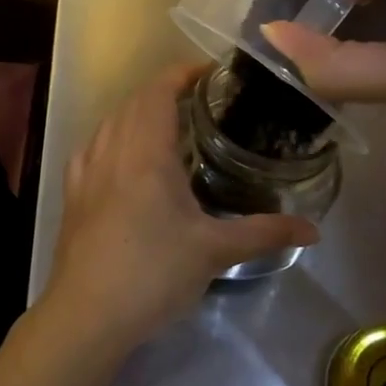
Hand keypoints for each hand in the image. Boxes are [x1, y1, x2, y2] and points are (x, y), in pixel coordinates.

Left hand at [41, 65, 316, 350]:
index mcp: (146, 151)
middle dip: (164, 91)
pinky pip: (91, 148)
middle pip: (134, 102)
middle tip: (199, 101)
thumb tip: (313, 229)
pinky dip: (111, 137)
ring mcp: (86, 170)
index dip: (182, 73)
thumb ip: (264, 232)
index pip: (159, 91)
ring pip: (110, 122)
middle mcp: (112, 149)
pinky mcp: (72, 193)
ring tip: (166, 126)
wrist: (88, 313)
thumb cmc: (154, 272)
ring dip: (137, 112)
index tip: (210, 72)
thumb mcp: (215, 251)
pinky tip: (121, 157)